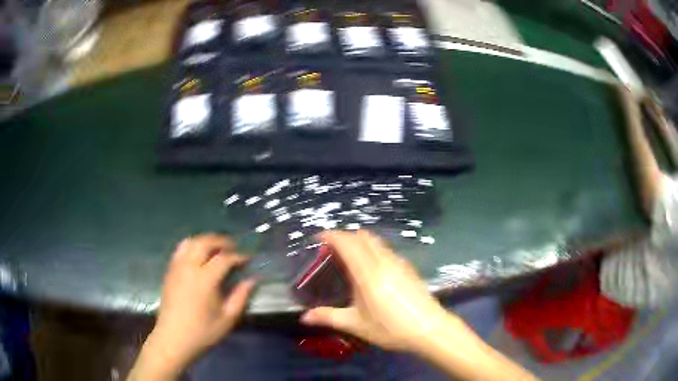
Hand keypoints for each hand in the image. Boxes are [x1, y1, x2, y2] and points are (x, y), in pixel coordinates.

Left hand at [137, 234, 254, 378]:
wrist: (173, 339)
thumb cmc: (202, 332)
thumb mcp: (227, 319)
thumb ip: (240, 297)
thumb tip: (252, 280)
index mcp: (205, 280)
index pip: (224, 258)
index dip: (239, 256)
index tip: (249, 259)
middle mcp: (189, 267)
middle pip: (205, 242)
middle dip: (222, 241)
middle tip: (234, 247)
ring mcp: (177, 267)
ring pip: (191, 242)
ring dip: (206, 240)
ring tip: (217, 248)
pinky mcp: (169, 271)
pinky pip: (180, 249)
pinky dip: (192, 245)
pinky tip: (198, 254)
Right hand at [300, 230, 458, 351]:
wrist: (428, 328)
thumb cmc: (390, 328)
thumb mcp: (356, 325)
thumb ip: (328, 317)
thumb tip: (303, 317)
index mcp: (367, 273)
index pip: (347, 243)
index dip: (332, 235)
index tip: (319, 238)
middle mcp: (383, 261)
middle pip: (362, 236)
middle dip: (345, 237)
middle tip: (332, 250)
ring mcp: (398, 262)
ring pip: (376, 241)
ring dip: (360, 241)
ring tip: (349, 258)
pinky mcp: (408, 267)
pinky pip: (386, 249)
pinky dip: (373, 249)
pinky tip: (372, 269)